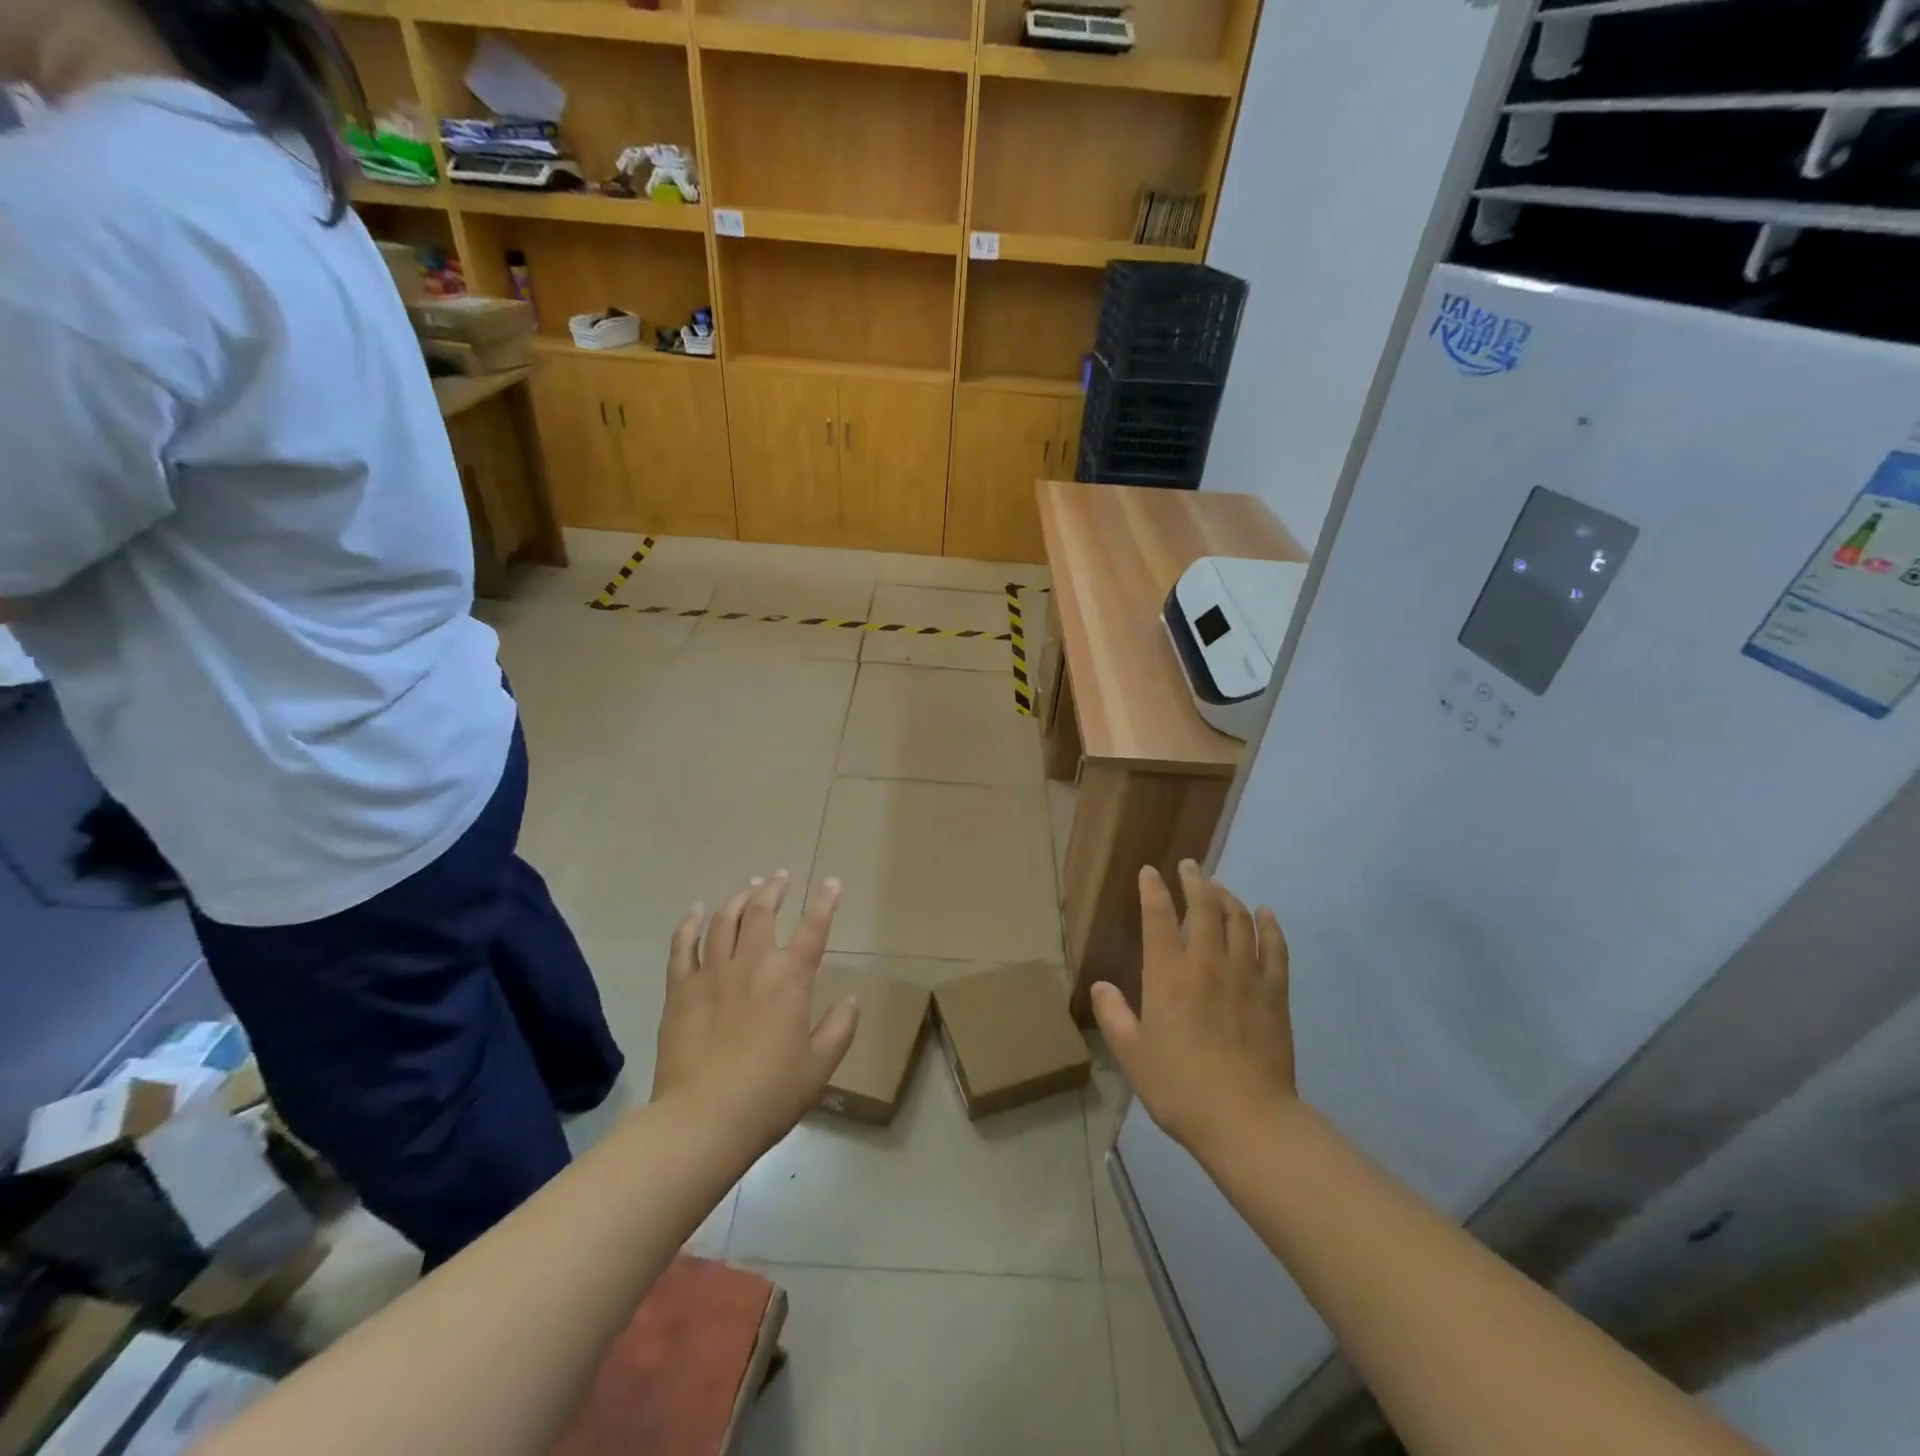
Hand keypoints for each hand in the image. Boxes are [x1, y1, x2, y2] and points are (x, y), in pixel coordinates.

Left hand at [651, 870, 860, 1151]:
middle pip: (761, 911)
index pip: (813, 929)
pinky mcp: (681, 989)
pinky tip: (696, 911)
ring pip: (723, 920)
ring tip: (747, 887)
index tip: (832, 882)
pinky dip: (689, 923)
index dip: (825, 902)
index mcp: (789, 980)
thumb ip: (839, 1028)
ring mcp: (711, 974)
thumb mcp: (819, 1066)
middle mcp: (751, 965)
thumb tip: (851, 1000)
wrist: (702, 1120)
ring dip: (738, 898)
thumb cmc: (769, 1095)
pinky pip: (683, 945)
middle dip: (773, 888)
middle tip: (780, 877)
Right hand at [1091, 862, 1295, 1154]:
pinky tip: (1265, 913)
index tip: (1150, 871)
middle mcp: (1206, 962)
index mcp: (1168, 974)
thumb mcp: (1132, 1054)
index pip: (1157, 917)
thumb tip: (1102, 986)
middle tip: (1190, 866)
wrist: (1246, 1119)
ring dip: (1228, 896)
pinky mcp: (1274, 993)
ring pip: (1239, 919)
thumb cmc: (1179, 1087)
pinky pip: (1275, 948)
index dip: (1152, 889)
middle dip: (1195, 880)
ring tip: (1219, 887)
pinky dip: (1270, 925)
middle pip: (1204, 906)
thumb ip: (1114, 1015)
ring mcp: (1245, 975)